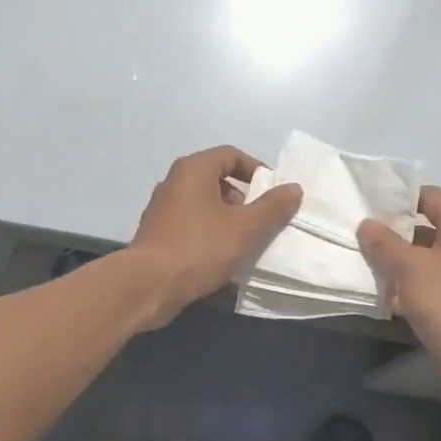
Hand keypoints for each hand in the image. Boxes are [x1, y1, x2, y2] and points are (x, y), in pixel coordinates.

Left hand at [128, 146, 301, 327]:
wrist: (147, 285)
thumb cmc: (199, 248)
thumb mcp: (245, 228)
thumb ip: (272, 207)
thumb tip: (293, 188)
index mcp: (193, 169)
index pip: (231, 155)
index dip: (256, 170)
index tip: (273, 194)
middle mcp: (174, 181)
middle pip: (216, 178)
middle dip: (242, 197)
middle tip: (258, 220)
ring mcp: (162, 207)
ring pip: (203, 202)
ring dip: (226, 217)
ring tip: (242, 241)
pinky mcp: (156, 232)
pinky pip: (190, 222)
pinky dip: (208, 231)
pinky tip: (219, 256)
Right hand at [358, 188, 440, 411]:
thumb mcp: (410, 268)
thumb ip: (385, 244)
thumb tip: (367, 224)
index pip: (431, 197)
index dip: (402, 197)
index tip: (371, 206)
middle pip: (425, 230)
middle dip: (393, 234)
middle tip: (360, 237)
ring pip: (424, 261)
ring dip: (397, 264)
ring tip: (365, 266)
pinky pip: (428, 287)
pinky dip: (407, 290)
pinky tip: (384, 299)